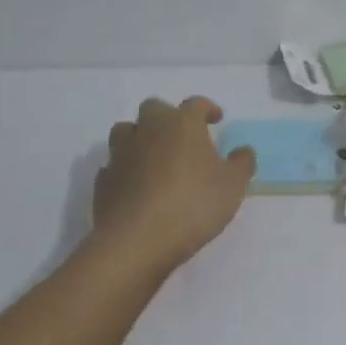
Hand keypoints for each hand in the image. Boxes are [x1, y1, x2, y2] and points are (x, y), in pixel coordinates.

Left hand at [91, 97, 254, 270]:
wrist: (136, 241)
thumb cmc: (193, 204)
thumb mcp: (233, 185)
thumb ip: (242, 163)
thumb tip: (243, 151)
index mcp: (182, 124)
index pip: (195, 104)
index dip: (207, 109)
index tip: (216, 119)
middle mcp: (148, 130)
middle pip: (154, 108)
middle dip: (168, 117)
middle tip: (183, 137)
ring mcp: (120, 154)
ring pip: (126, 131)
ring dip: (140, 138)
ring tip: (156, 158)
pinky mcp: (103, 180)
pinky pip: (115, 164)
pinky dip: (126, 169)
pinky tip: (138, 186)